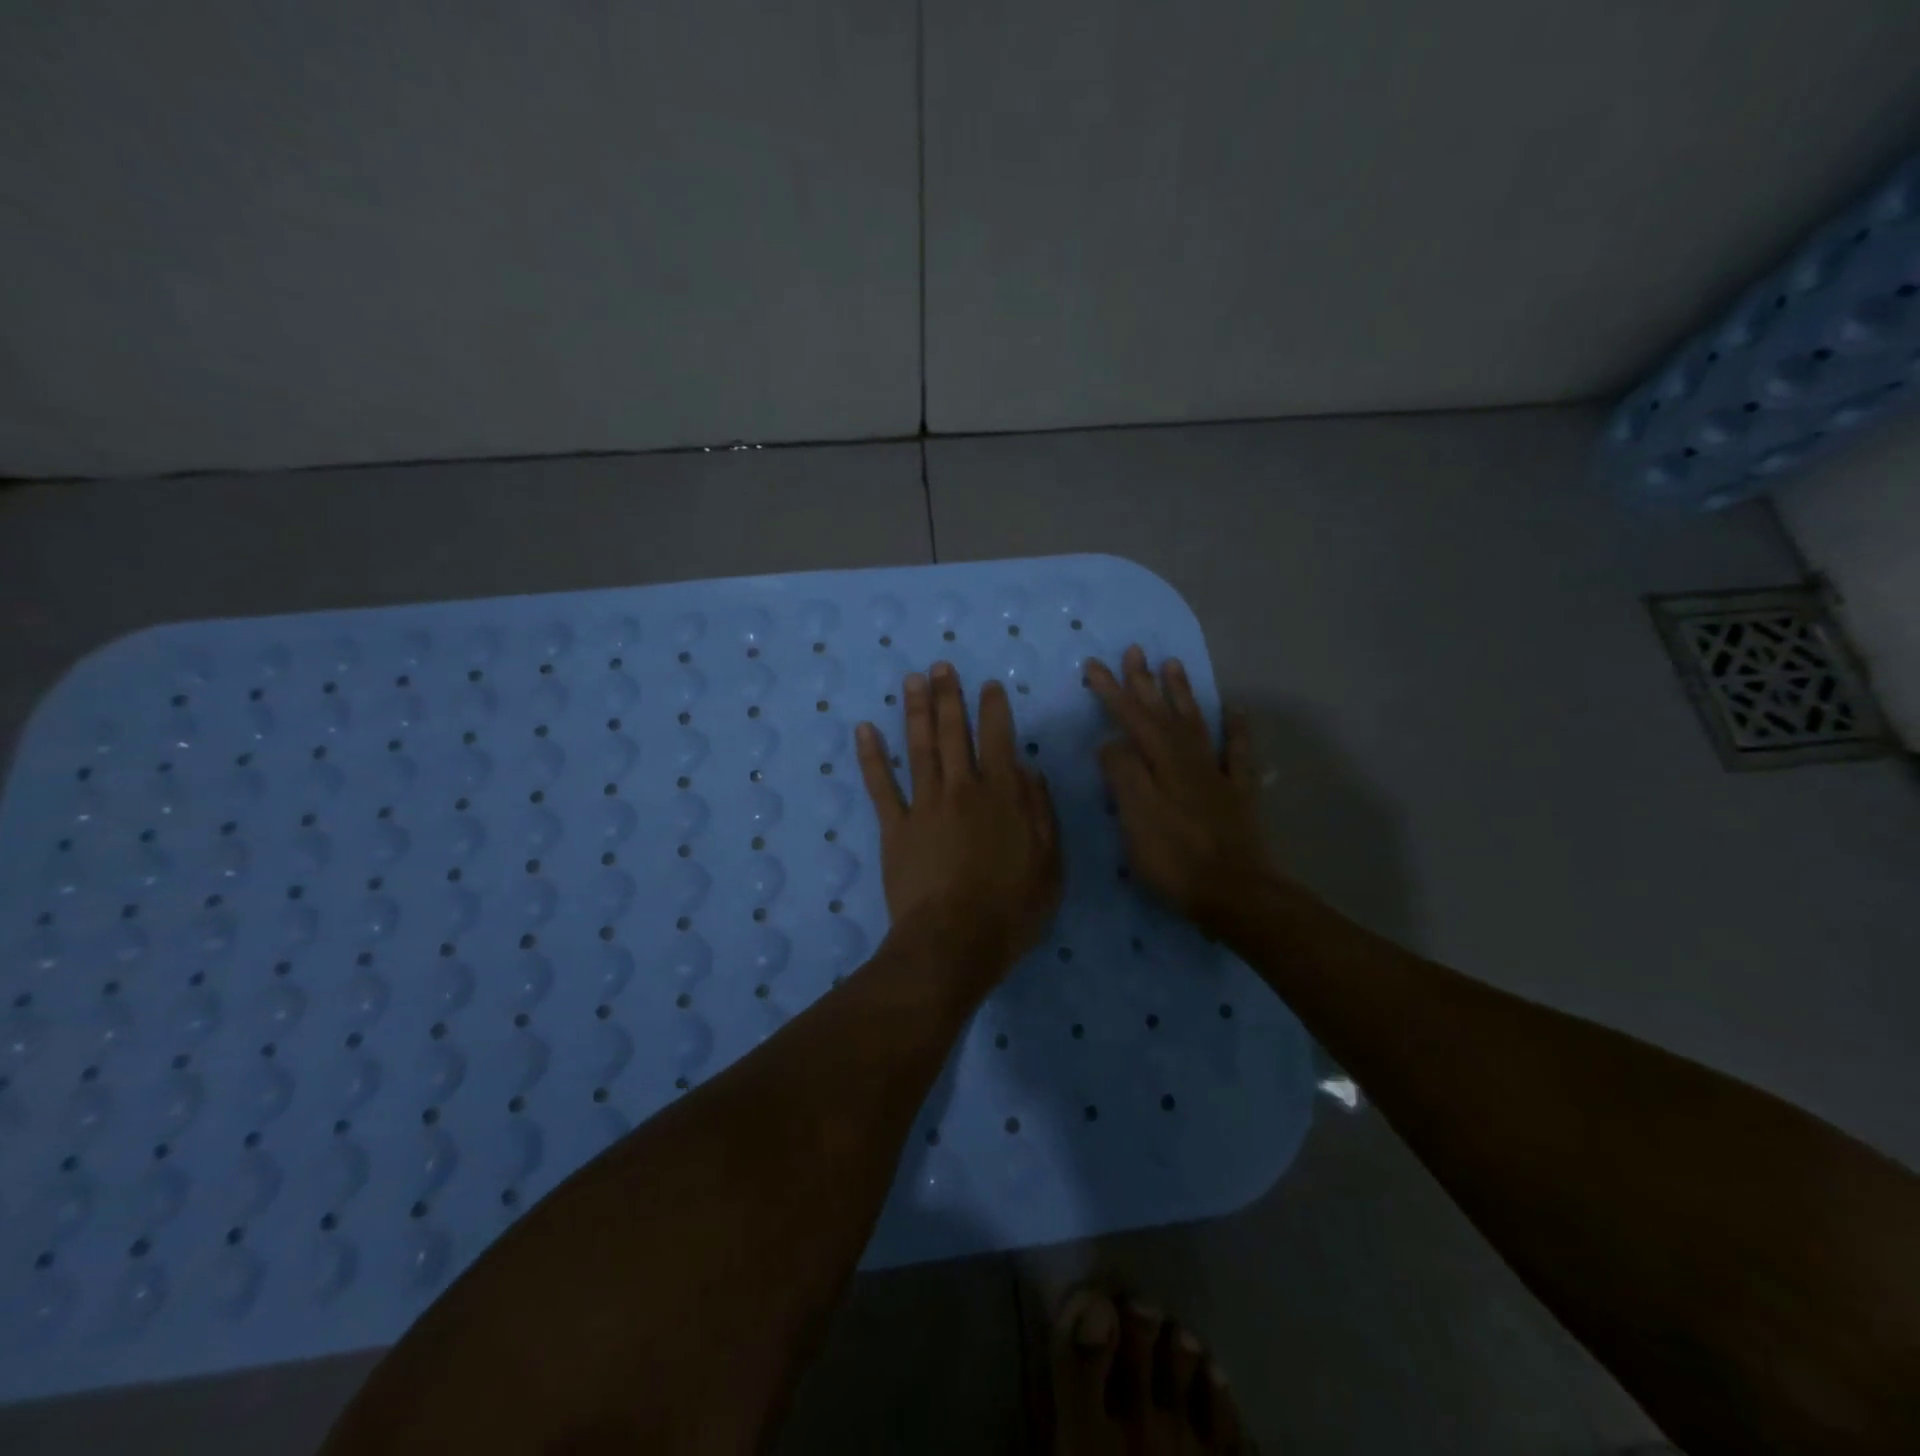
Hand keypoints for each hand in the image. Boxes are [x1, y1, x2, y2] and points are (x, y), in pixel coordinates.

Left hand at [857, 662, 1062, 983]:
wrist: (954, 941)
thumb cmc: (1011, 908)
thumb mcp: (1049, 863)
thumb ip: (1040, 812)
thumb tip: (1028, 769)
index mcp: (1001, 795)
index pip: (997, 738)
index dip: (993, 709)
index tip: (989, 685)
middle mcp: (961, 789)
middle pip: (952, 733)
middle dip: (948, 696)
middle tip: (941, 666)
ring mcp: (923, 805)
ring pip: (918, 748)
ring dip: (914, 710)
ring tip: (911, 680)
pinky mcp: (895, 827)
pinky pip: (881, 785)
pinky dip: (871, 756)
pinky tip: (865, 729)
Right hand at [1088, 646, 1271, 936]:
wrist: (1235, 894)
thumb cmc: (1176, 860)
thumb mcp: (1136, 817)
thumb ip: (1123, 774)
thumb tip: (1111, 742)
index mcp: (1161, 763)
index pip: (1131, 718)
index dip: (1112, 691)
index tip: (1094, 665)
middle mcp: (1190, 759)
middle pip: (1163, 713)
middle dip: (1145, 682)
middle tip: (1134, 650)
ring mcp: (1217, 774)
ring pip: (1196, 723)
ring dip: (1183, 694)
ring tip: (1173, 665)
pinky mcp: (1238, 794)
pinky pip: (1238, 753)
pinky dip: (1237, 730)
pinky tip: (1236, 712)